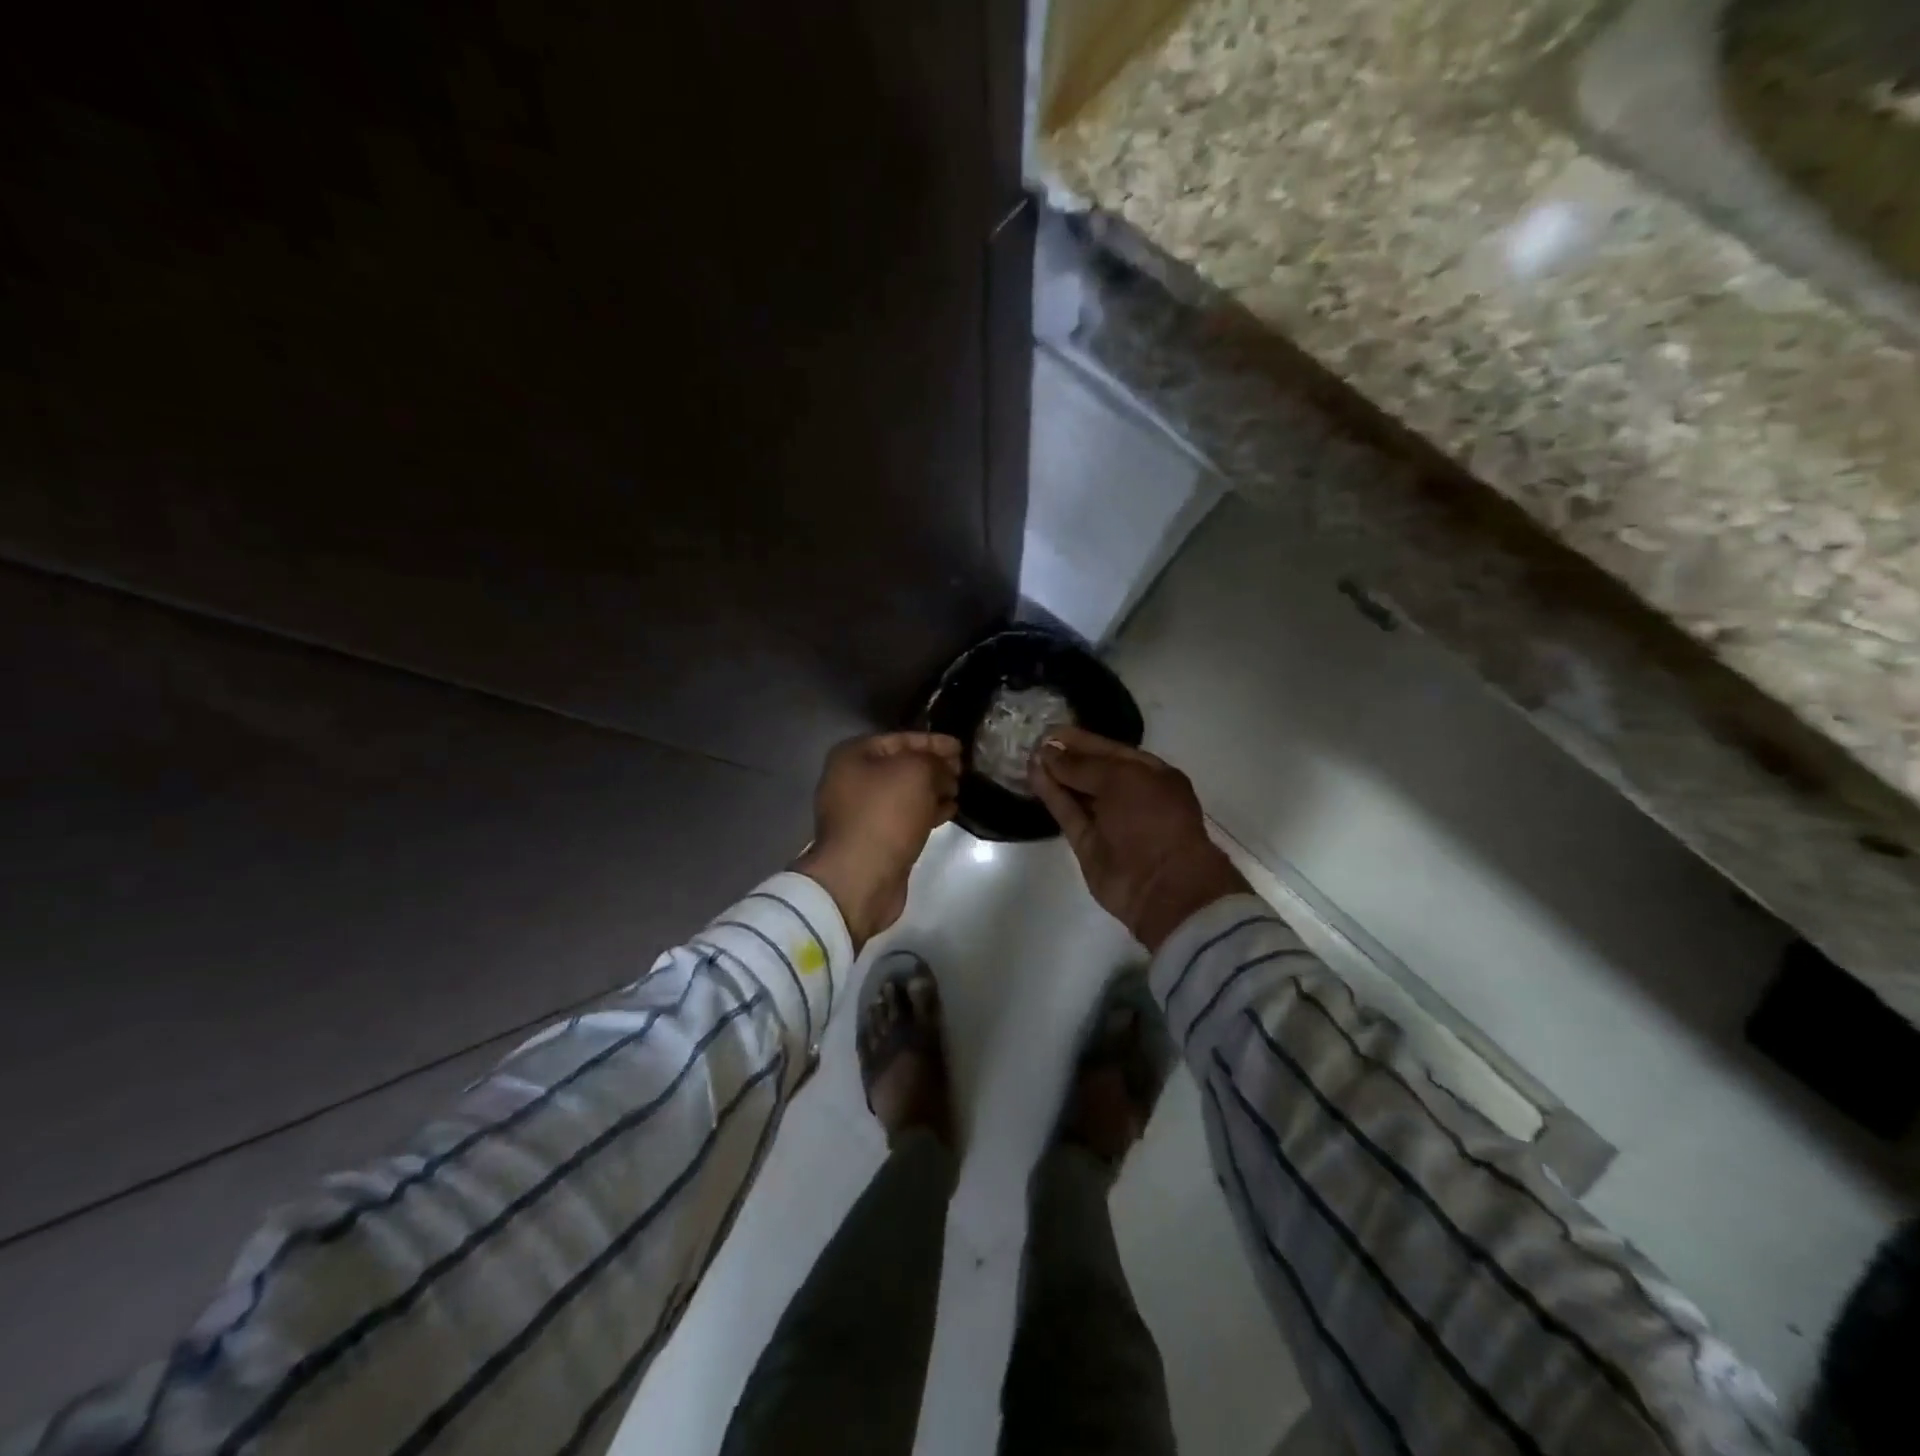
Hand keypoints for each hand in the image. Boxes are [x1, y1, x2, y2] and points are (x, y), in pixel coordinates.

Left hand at [794, 732, 962, 949]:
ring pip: (905, 793)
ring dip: (933, 790)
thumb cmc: (885, 814)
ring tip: (960, 790)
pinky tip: (950, 811)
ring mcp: (861, 813)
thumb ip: (934, 761)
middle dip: (934, 766)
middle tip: (963, 770)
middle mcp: (852, 781)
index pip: (900, 738)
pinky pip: (904, 817)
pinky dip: (927, 812)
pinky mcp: (874, 839)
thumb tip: (944, 770)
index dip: (933, 741)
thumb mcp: (916, 773)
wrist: (861, 877)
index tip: (961, 747)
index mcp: (853, 756)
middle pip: (901, 766)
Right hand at [1029, 726, 1248, 950]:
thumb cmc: (1152, 819)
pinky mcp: (1087, 842)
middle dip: (1065, 756)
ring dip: (1054, 774)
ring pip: (1076, 792)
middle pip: (1091, 770)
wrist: (1162, 886)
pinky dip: (1051, 795)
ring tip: (1027, 755)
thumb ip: (1082, 764)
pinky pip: (1068, 813)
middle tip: (1032, 741)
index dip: (1081, 740)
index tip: (1050, 730)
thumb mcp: (1121, 779)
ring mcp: (1108, 820)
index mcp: (1150, 774)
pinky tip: (1033, 775)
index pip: (1110, 750)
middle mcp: (1130, 795)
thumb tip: (1048, 751)